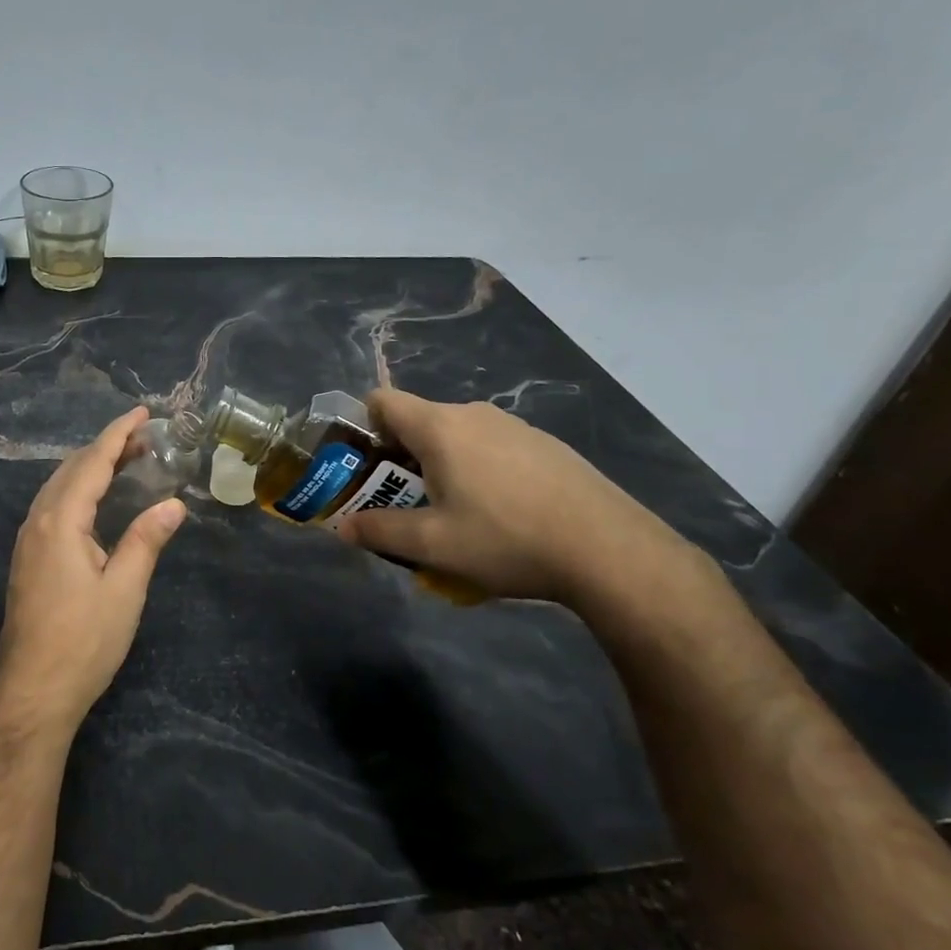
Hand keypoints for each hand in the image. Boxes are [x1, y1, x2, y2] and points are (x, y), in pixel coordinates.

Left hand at [0, 407, 186, 736]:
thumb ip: (147, 540)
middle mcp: (37, 522)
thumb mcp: (124, 589)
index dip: (117, 434)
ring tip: (127, 460)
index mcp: (60, 522)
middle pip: (71, 469)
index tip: (142, 412)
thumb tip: (174, 503)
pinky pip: (53, 506)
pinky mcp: (28, 560)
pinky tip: (96, 500)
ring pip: (59, 487)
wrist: (33, 692)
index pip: (91, 463)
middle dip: (106, 447)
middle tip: (144, 436)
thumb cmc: (83, 641)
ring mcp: (28, 542)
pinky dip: (79, 489)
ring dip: (91, 467)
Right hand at [337, 389, 684, 607]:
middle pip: (419, 422)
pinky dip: (479, 471)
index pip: (382, 400)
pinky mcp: (545, 445)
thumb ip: (381, 531)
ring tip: (455, 515)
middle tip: (404, 503)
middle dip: (401, 458)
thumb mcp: (433, 544)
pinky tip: (502, 514)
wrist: (608, 549)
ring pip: (457, 437)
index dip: (363, 427)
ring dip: (442, 466)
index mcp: (439, 427)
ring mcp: (514, 426)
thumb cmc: (505, 538)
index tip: (365, 466)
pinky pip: (492, 448)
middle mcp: (473, 414)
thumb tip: (342, 527)